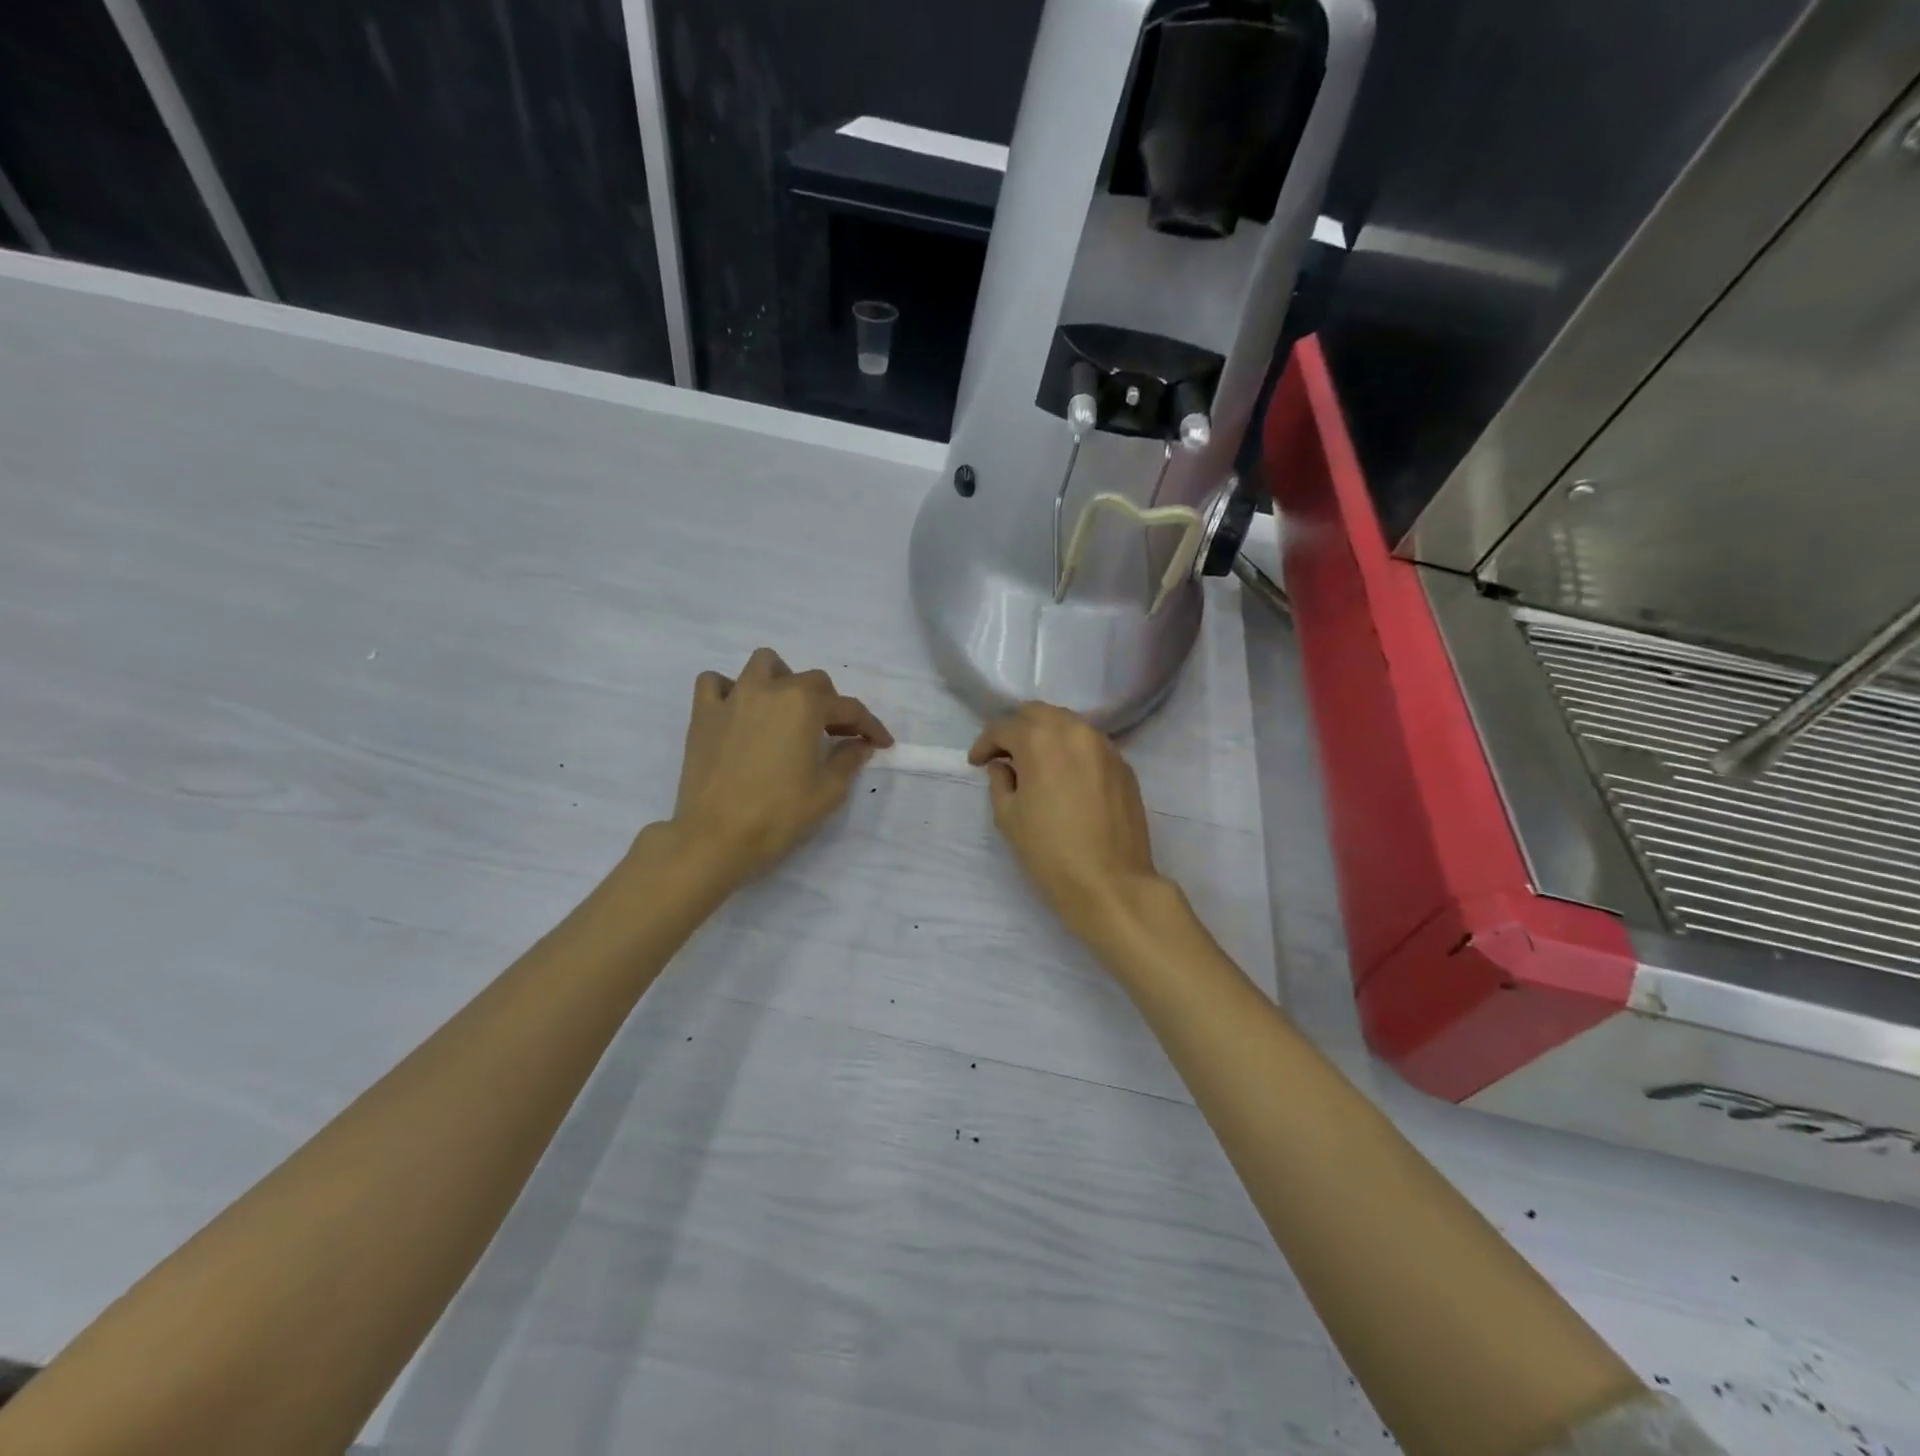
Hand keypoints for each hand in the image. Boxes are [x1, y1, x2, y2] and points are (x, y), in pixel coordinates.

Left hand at [669, 649, 892, 883]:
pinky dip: (730, 689)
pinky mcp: (703, 714)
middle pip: (811, 681)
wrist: (716, 837)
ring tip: (786, 709)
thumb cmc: (779, 814)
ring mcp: (733, 698)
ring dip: (782, 679)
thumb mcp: (828, 791)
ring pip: (763, 664)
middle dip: (830, 704)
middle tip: (836, 735)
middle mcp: (771, 689)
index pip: (849, 708)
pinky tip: (739, 711)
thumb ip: (849, 759)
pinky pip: (714, 683)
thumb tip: (859, 744)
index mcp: (805, 705)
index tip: (881, 743)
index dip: (870, 726)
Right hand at [969, 703, 1165, 944]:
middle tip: (1004, 755)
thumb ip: (1000, 781)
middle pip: (1038, 713)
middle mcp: (1074, 731)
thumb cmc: (1050, 852)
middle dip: (1016, 729)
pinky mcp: (1123, 765)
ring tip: (1034, 762)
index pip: (1004, 727)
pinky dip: (1071, 749)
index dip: (985, 743)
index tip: (976, 762)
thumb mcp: (1008, 817)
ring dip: (1046, 735)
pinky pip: (1090, 744)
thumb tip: (1004, 765)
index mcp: (1040, 741)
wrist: (1111, 883)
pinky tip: (1065, 775)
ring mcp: (1104, 746)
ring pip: (1068, 723)